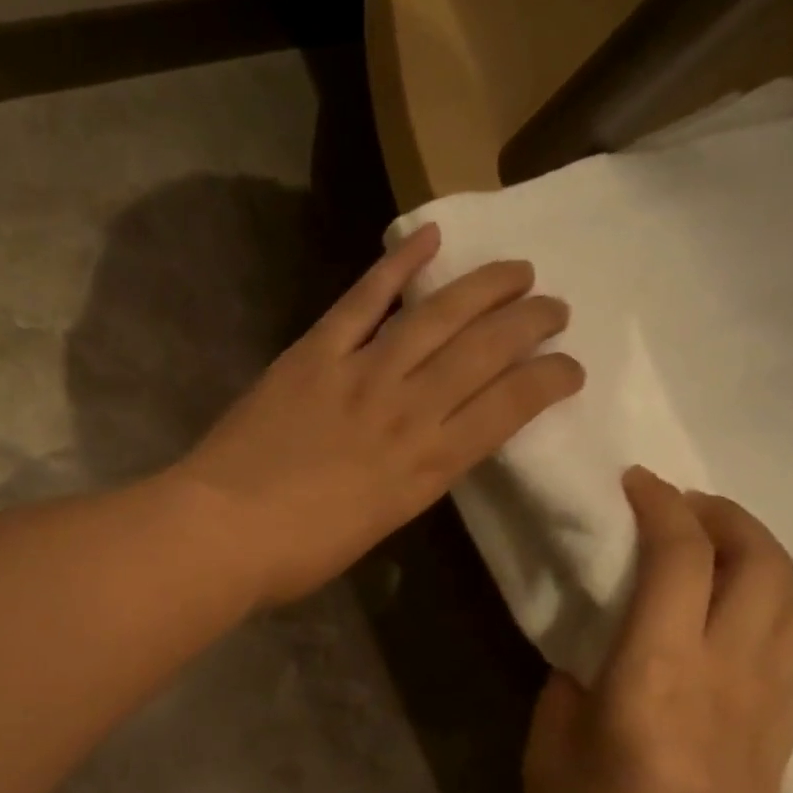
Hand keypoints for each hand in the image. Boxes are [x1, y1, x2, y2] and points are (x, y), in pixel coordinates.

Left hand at [171, 224, 582, 605]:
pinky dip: (396, 266)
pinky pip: (362, 301)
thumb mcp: (376, 529)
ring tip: (517, 269)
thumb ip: (408, 483)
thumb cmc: (297, 555)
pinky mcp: (313, 355)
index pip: (509, 408)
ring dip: (484, 286)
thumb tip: (424, 451)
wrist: (223, 532)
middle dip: (529, 323)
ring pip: (437, 315)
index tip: (570, 367)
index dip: (549, 380)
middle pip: (485, 351)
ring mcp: (360, 374)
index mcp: (427, 467)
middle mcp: (408, 411)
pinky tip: (428, 237)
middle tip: (553, 307)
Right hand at [524, 467, 792, 792]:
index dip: (661, 505)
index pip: (679, 558)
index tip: (635, 482)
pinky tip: (730, 619)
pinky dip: (771, 604)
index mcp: (656, 673)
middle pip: (761, 560)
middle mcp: (728, 674)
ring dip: (760, 557)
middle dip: (722, 514)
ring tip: (715, 556)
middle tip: (679, 506)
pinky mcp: (786, 732)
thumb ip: (573, 681)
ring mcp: (770, 703)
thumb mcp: (549, 743)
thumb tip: (597, 654)